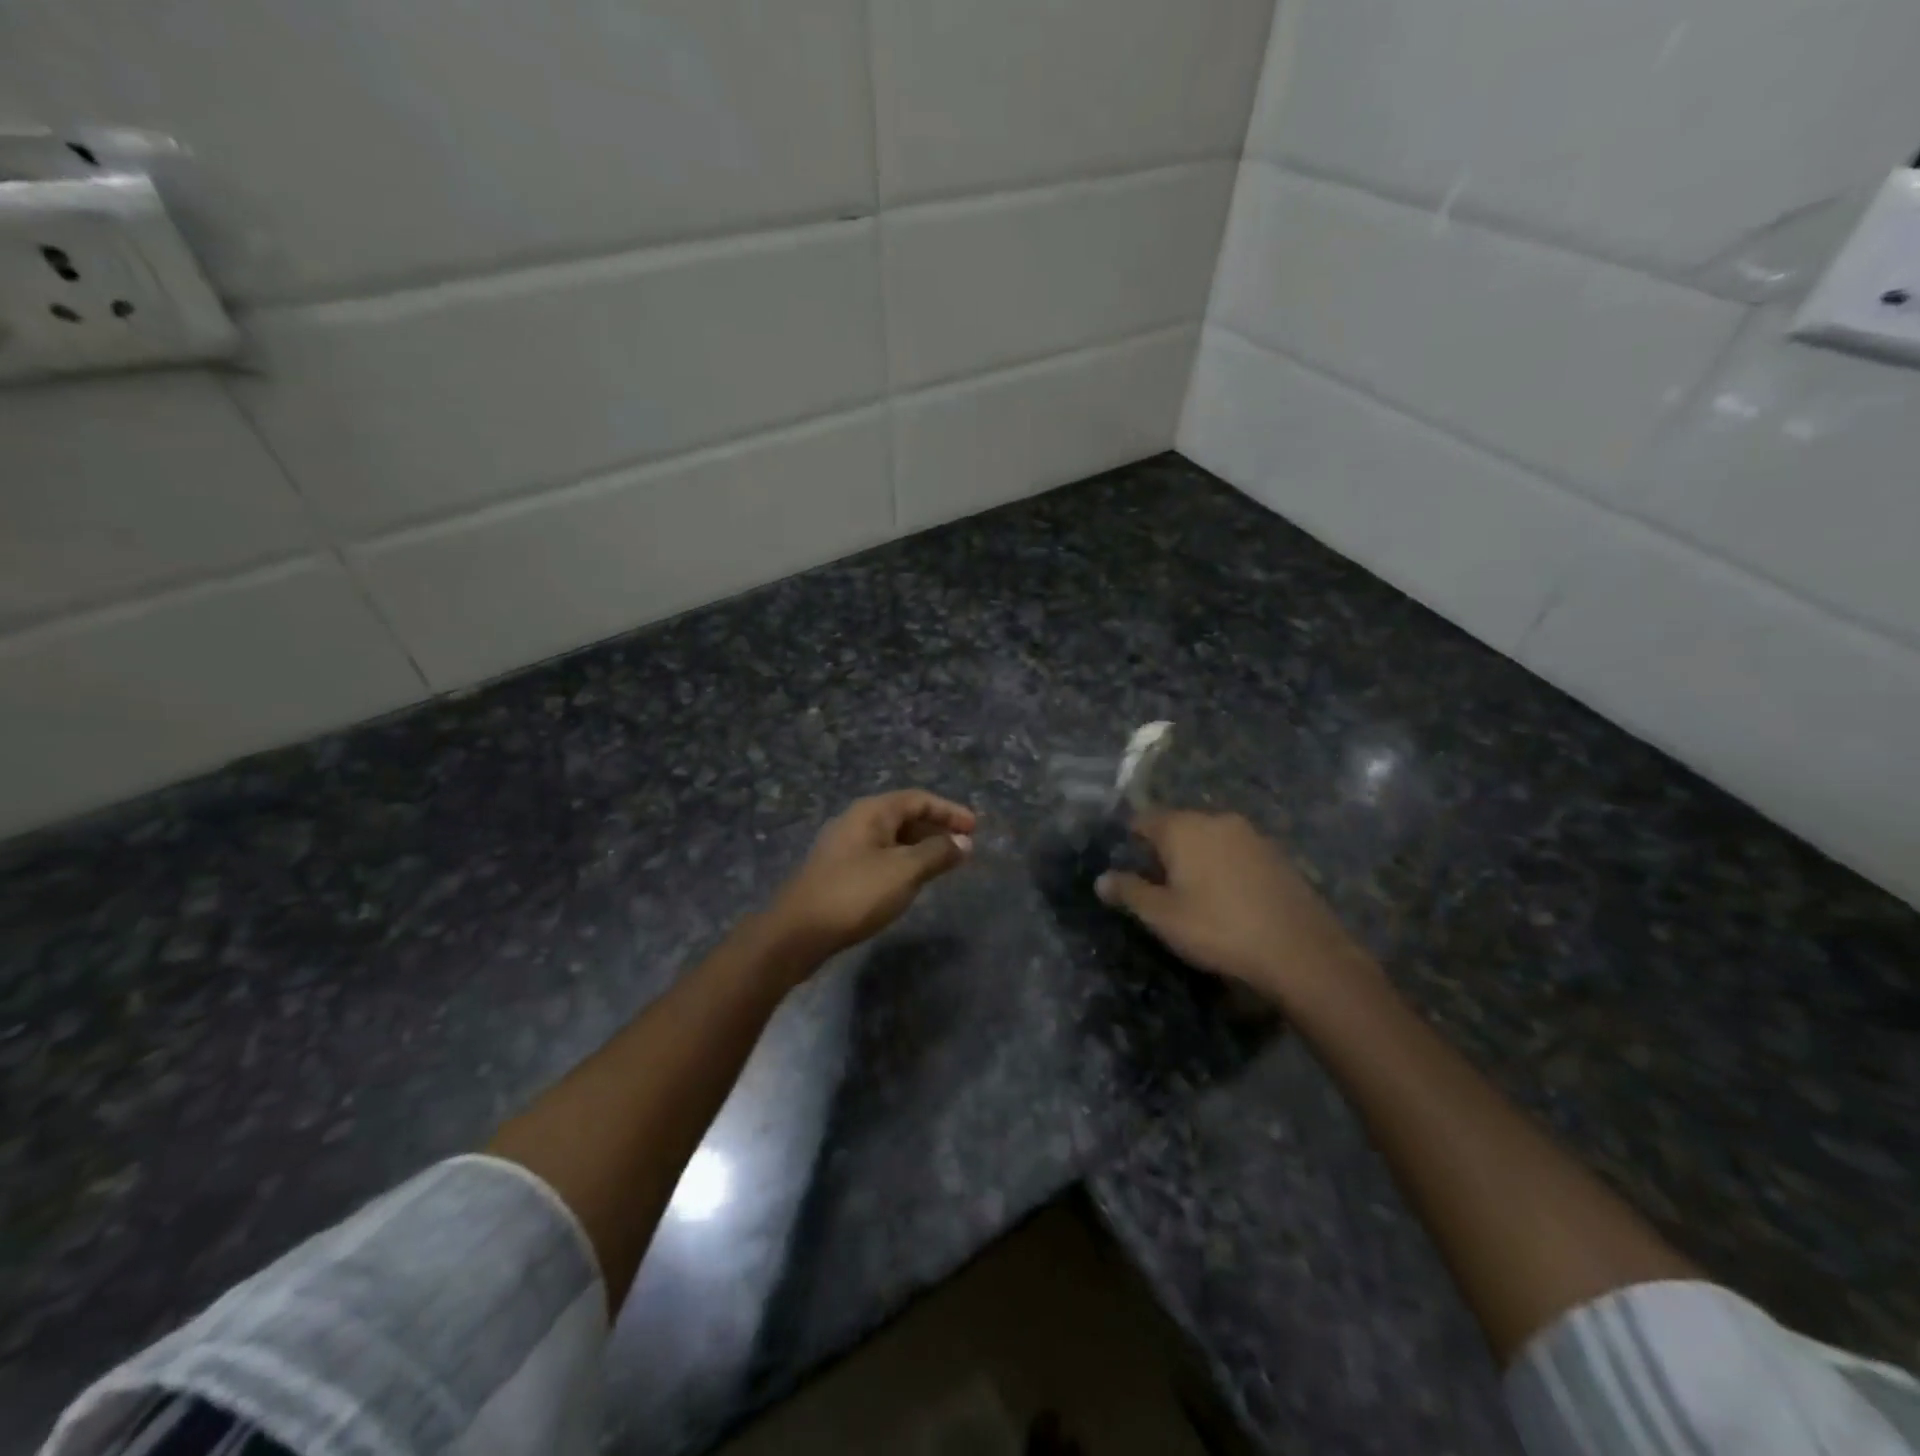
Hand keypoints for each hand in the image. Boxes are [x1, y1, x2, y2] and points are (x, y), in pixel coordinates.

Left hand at [766, 790, 976, 964]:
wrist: (797, 932)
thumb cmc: (855, 894)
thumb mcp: (904, 871)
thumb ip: (937, 853)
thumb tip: (964, 842)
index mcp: (871, 812)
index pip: (919, 799)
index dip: (949, 811)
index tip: (975, 828)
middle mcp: (856, 821)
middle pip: (904, 815)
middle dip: (936, 828)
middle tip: (963, 846)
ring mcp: (844, 846)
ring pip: (891, 838)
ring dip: (920, 846)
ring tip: (943, 863)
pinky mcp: (838, 870)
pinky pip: (879, 855)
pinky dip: (902, 861)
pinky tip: (911, 881)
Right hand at [1096, 811, 1376, 1009]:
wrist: (1300, 951)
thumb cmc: (1218, 929)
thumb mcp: (1162, 916)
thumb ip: (1129, 892)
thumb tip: (1101, 879)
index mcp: (1183, 828)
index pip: (1144, 819)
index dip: (1130, 840)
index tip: (1127, 866)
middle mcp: (1216, 820)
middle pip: (1178, 825)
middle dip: (1164, 849)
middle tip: (1157, 885)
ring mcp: (1251, 834)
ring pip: (1209, 838)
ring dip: (1197, 857)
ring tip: (1193, 893)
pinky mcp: (1276, 854)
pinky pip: (1236, 851)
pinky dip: (1224, 866)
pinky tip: (1228, 897)